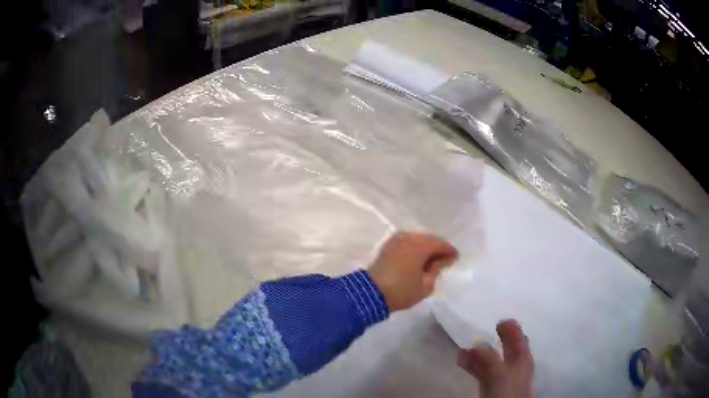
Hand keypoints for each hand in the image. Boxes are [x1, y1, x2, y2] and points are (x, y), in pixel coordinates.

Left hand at [368, 232, 457, 311]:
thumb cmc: (402, 290)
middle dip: (437, 249)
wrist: (370, 293)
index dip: (449, 251)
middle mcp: (408, 237)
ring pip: (417, 240)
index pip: (440, 244)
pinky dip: (414, 250)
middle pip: (428, 240)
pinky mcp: (387, 247)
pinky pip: (407, 244)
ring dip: (425, 249)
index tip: (456, 258)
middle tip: (445, 260)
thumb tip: (440, 262)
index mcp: (419, 245)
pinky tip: (418, 260)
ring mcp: (395, 240)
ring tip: (431, 261)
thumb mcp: (426, 285)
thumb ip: (436, 270)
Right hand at [457, 320, 534, 397]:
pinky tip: (461, 359)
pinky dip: (471, 364)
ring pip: (490, 360)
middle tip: (485, 328)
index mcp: (523, 359)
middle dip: (495, 339)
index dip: (512, 329)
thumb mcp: (500, 372)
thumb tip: (477, 343)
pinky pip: (480, 371)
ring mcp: (501, 376)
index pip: (520, 339)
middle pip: (505, 348)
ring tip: (465, 346)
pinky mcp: (489, 385)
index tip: (501, 320)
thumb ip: (490, 357)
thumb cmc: (508, 390)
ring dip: (478, 352)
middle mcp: (513, 365)